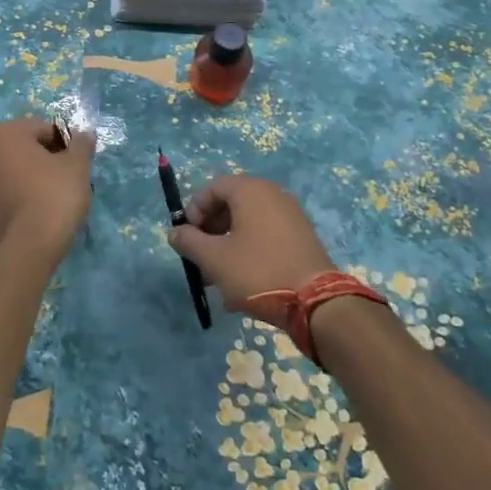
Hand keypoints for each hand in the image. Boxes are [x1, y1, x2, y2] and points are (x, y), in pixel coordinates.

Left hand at [0, 118, 95, 253]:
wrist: (24, 250)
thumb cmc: (52, 197)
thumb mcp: (77, 166)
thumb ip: (81, 145)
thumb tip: (84, 134)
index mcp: (3, 134)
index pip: (44, 129)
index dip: (66, 144)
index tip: (79, 163)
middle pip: (26, 148)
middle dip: (48, 159)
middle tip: (70, 179)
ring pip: (14, 171)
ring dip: (33, 177)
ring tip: (56, 198)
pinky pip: (6, 192)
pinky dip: (22, 196)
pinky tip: (39, 212)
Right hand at [168, 176, 336, 325]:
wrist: (315, 302)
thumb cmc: (258, 272)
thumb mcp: (214, 259)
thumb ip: (189, 242)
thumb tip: (175, 232)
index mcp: (251, 191)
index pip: (213, 187)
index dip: (195, 209)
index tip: (188, 237)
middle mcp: (273, 195)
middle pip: (231, 204)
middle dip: (210, 230)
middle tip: (200, 257)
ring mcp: (291, 215)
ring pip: (248, 224)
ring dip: (228, 245)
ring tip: (218, 277)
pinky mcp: (302, 237)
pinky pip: (266, 236)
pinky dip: (249, 251)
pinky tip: (242, 282)